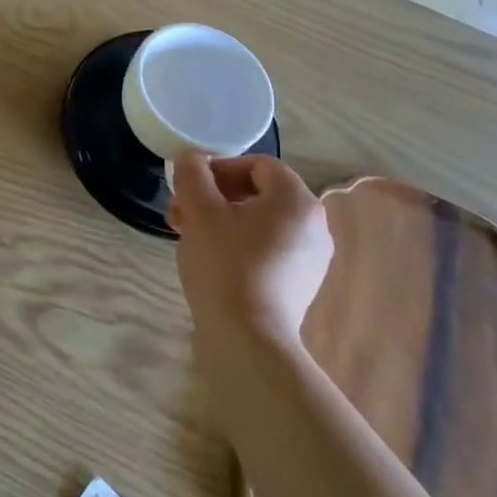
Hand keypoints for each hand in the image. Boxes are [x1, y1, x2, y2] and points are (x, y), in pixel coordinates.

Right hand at [169, 152, 333, 353]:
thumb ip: (192, 176)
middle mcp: (314, 225)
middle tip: (182, 212)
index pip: (258, 165)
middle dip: (216, 197)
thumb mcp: (200, 212)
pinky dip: (240, 245)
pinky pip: (269, 250)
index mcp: (296, 200)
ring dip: (223, 221)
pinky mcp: (301, 285)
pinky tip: (212, 261)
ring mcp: (312, 258)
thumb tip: (191, 158)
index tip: (190, 186)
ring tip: (190, 237)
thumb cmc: (225, 265)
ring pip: (262, 223)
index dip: (220, 168)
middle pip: (260, 194)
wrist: (248, 338)